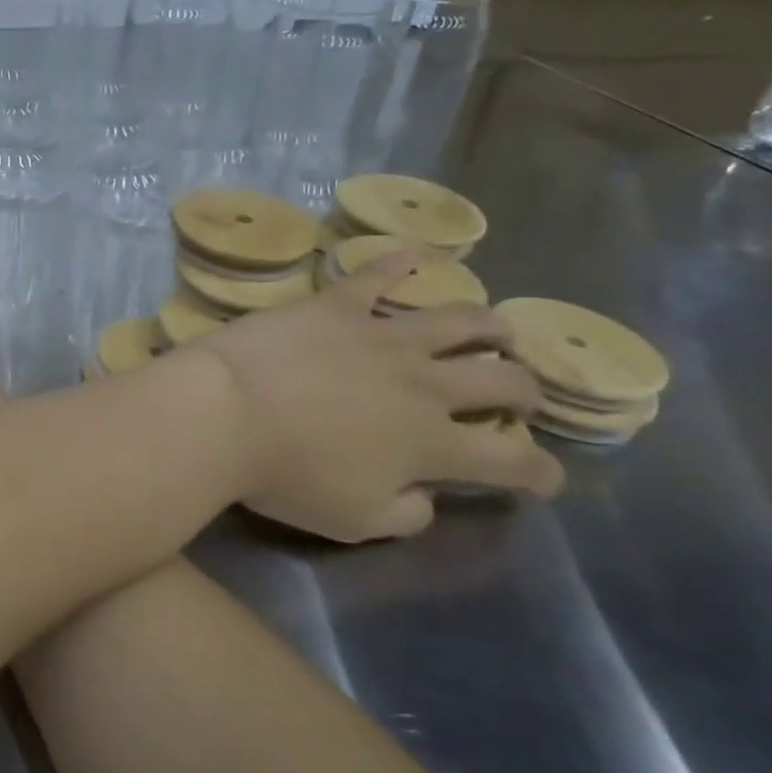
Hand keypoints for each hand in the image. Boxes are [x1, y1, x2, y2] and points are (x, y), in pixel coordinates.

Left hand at [187, 247, 563, 543]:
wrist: (225, 410)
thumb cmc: (283, 474)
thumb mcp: (353, 520)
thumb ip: (406, 512)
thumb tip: (429, 496)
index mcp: (433, 444)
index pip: (512, 459)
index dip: (540, 470)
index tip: (546, 476)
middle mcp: (423, 384)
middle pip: (502, 379)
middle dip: (525, 389)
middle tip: (520, 393)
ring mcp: (382, 335)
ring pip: (460, 319)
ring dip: (489, 325)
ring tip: (497, 329)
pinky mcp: (336, 304)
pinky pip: (375, 273)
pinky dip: (399, 260)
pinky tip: (414, 252)